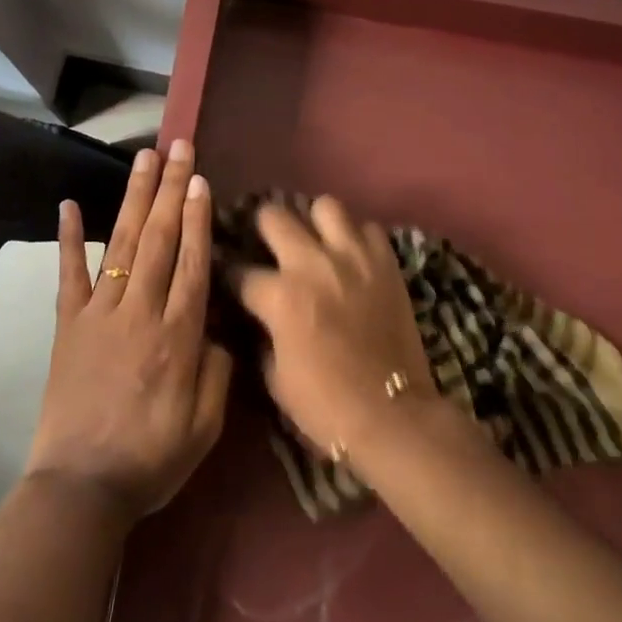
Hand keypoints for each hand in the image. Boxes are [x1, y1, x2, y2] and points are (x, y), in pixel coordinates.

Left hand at [24, 141, 232, 524]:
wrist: (81, 488)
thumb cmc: (152, 459)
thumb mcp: (206, 426)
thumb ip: (218, 370)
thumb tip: (217, 328)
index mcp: (178, 336)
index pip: (192, 262)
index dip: (197, 218)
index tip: (200, 180)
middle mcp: (140, 312)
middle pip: (160, 239)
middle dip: (171, 190)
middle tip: (179, 149)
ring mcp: (99, 314)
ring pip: (122, 243)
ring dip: (135, 198)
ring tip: (145, 159)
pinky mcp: (68, 325)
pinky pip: (68, 274)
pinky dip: (68, 237)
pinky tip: (68, 204)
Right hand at [235, 197, 433, 455]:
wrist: (392, 415)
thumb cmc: (325, 405)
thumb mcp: (274, 377)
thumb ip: (262, 336)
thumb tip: (259, 318)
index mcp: (280, 296)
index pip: (240, 270)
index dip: (230, 275)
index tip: (230, 277)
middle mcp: (312, 264)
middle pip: (275, 216)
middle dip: (264, 229)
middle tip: (270, 245)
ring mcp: (353, 257)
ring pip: (326, 206)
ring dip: (315, 223)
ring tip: (317, 242)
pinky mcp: (386, 262)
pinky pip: (368, 228)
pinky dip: (357, 239)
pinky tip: (353, 258)